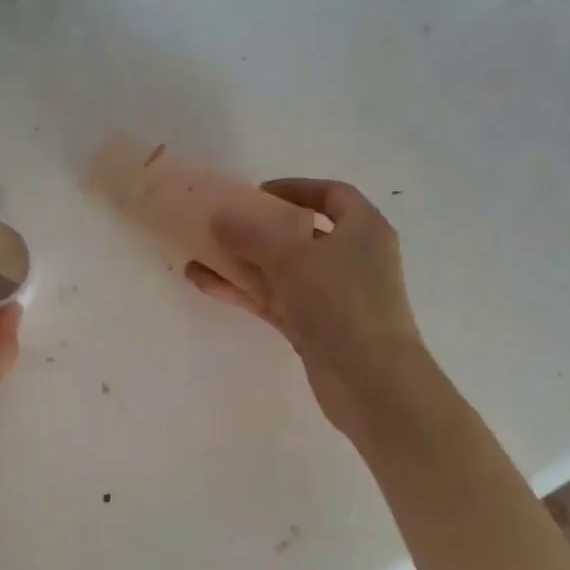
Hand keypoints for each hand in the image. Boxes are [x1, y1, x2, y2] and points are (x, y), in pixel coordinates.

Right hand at [186, 179, 431, 441]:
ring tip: (199, 255)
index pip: (331, 195)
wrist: (370, 380)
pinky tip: (206, 284)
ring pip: (282, 271)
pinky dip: (245, 291)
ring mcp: (333, 296)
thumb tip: (219, 216)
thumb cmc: (340, 301)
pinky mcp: (316, 328)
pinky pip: (275, 300)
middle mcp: (352, 258)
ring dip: (242, 263)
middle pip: (300, 234)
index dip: (294, 189)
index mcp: (362, 228)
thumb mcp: (292, 257)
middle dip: (258, 230)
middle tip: (221, 226)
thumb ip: (251, 233)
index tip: (257, 193)